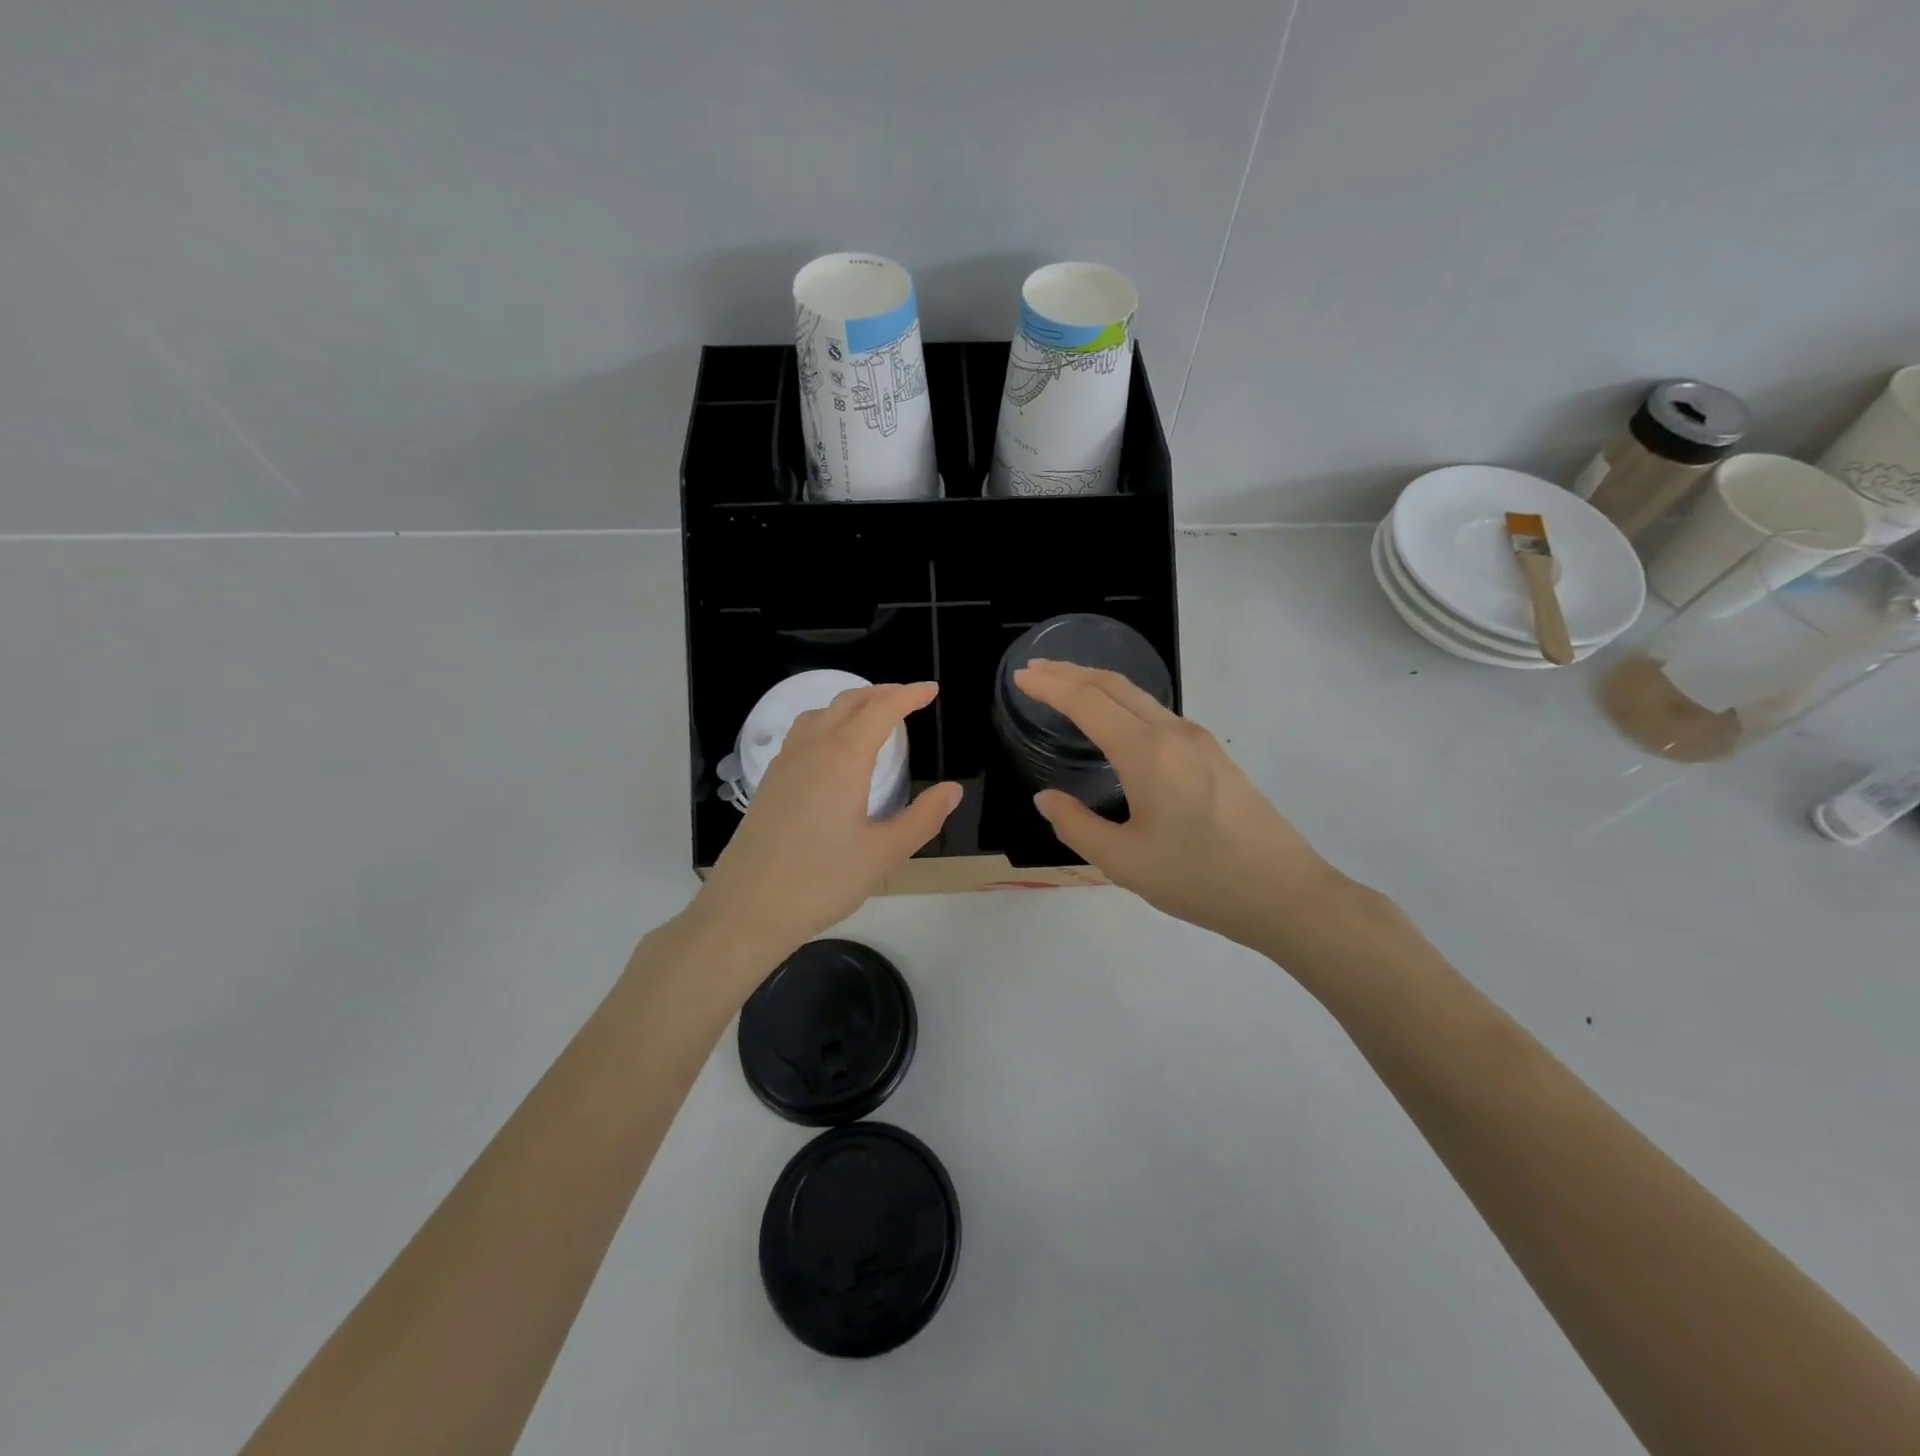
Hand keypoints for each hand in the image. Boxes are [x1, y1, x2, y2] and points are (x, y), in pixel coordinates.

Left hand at [692, 682, 961, 959]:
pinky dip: (829, 721)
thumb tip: (953, 790)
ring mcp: (786, 762)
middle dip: (883, 693)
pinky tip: (834, 748)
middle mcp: (813, 748)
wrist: (748, 907)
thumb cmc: (822, 880)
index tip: (931, 690)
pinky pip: (804, 731)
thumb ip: (923, 818)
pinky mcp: (771, 780)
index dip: (909, 695)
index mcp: (844, 758)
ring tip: (874, 715)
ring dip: (853, 704)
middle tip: (910, 698)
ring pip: (822, 712)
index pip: (882, 710)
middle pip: (850, 702)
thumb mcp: (885, 854)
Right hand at [1014, 660, 1345, 950]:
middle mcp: (1173, 732)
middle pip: (1114, 686)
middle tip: (1035, 671)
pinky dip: (1122, 703)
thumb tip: (1046, 799)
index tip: (1020, 677)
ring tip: (1065, 688)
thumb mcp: (1123, 862)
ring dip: (1097, 685)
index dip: (1050, 686)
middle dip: (1070, 672)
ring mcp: (1199, 739)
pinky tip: (1113, 721)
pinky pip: (1157, 713)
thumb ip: (1076, 825)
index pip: (1087, 702)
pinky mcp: (1214, 754)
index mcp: (1146, 753)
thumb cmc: (1199, 879)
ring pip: (1138, 696)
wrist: (1285, 893)